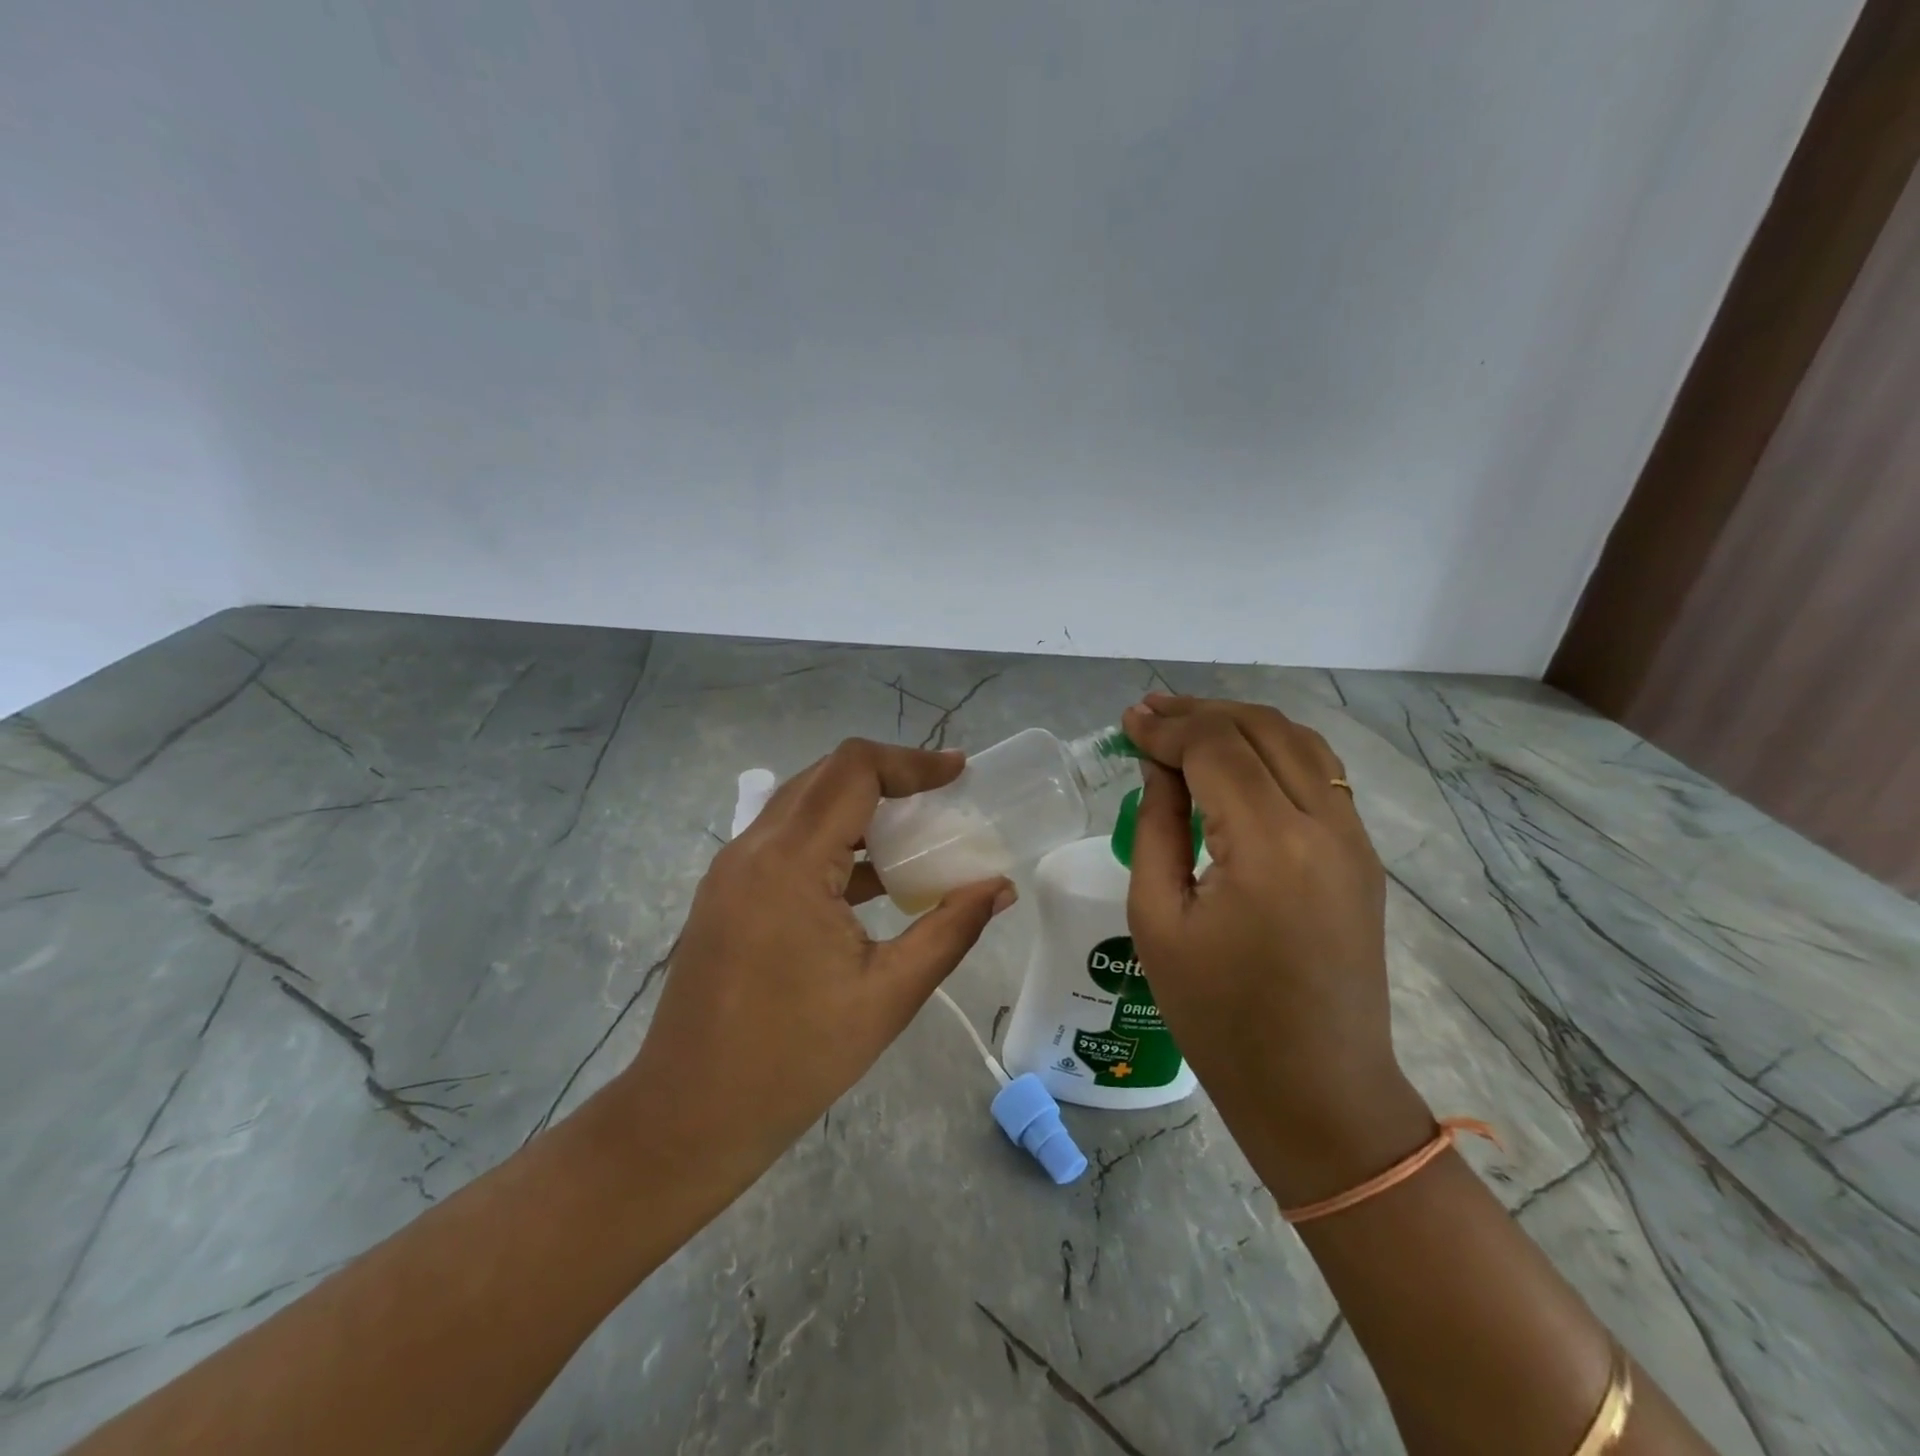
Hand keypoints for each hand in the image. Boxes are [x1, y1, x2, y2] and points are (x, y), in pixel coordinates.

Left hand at [614, 739, 1014, 1194]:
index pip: (853, 771)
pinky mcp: (727, 894)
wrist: (688, 1118)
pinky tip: (872, 880)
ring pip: (803, 807)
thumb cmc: (793, 1060)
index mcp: (788, 864)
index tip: (959, 771)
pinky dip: (832, 842)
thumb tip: (1000, 889)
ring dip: (859, 808)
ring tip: (916, 834)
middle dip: (888, 777)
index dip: (911, 761)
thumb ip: (950, 930)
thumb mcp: (887, 995)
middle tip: (943, 798)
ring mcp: (732, 871)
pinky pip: (785, 842)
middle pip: (826, 777)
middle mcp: (752, 850)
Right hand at [1120, 695, 1432, 1203]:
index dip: (1167, 727)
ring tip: (1187, 725)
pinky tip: (1236, 759)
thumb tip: (1158, 768)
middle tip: (1148, 714)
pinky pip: (1319, 774)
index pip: (1216, 748)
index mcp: (1269, 846)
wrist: (1318, 1091)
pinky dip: (1273, 749)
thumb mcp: (1158, 920)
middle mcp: (1324, 826)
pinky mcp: (1361, 856)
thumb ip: (1156, 828)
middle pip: (1261, 729)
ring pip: (1299, 741)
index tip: (1127, 721)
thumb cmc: (1219, 1019)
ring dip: (1239, 723)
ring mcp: (1354, 839)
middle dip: (1200, 713)